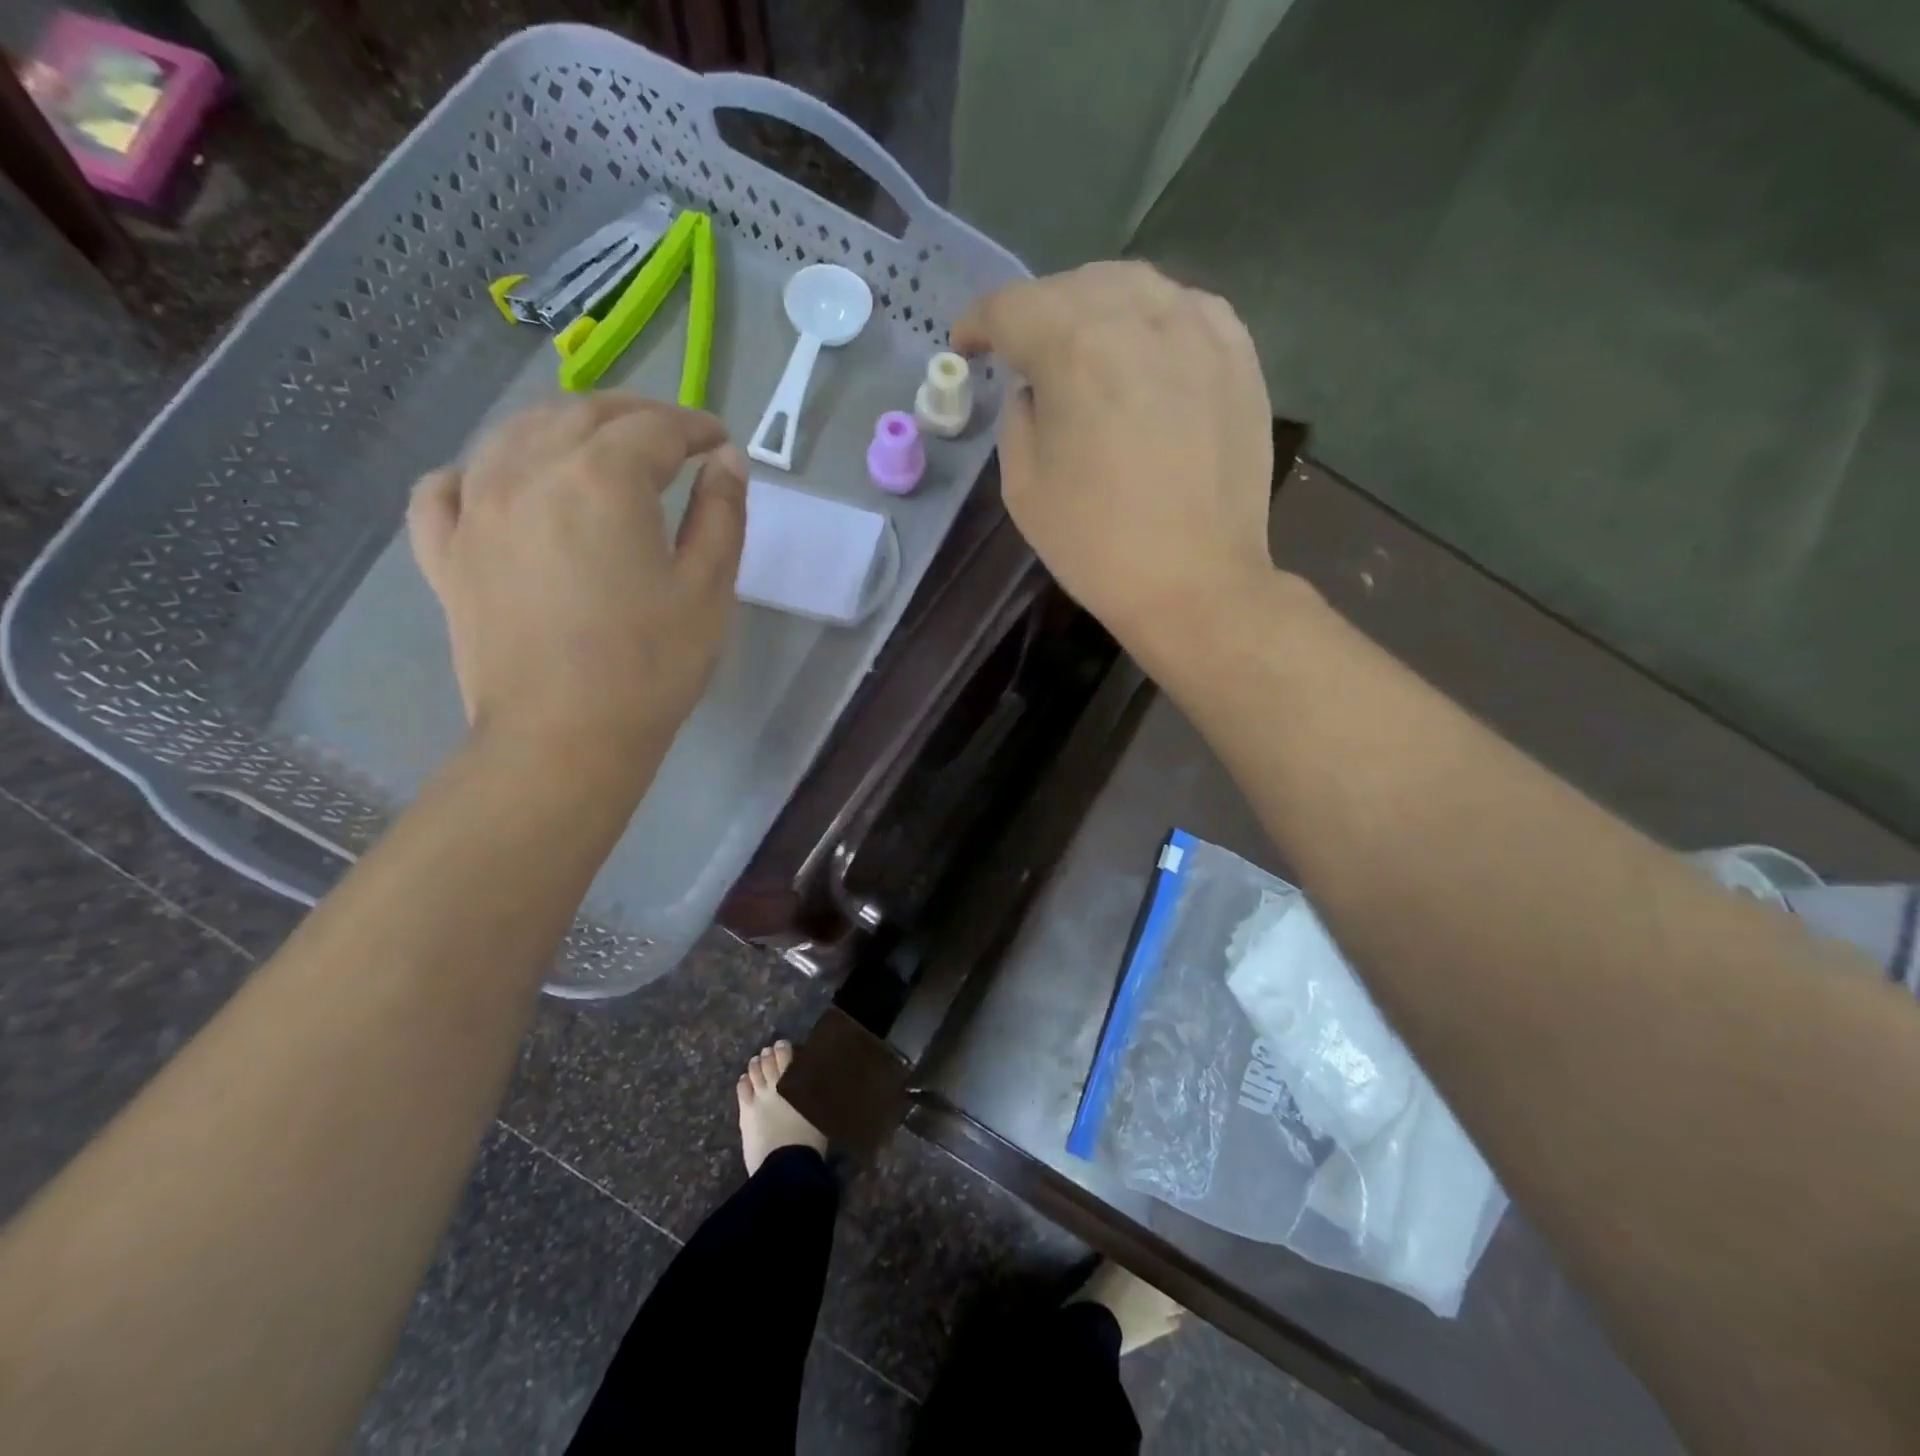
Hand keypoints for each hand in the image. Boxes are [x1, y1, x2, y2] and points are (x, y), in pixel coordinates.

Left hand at [408, 395, 746, 775]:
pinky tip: (501, 483)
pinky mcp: (446, 552)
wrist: (564, 738)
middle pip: (582, 415)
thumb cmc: (651, 664)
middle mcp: (528, 471)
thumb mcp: (709, 588)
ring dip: (564, 427)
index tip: (719, 441)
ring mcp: (475, 509)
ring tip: (597, 449)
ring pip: (514, 434)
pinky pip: (448, 487)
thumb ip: (722, 514)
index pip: (653, 429)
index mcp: (602, 478)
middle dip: (634, 416)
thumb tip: (727, 461)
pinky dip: (480, 470)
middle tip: (670, 438)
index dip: (694, 427)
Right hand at [952, 262, 1276, 665]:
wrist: (1195, 582)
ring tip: (1083, 347)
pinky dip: (1153, 319)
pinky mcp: (1239, 354)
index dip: (979, 323)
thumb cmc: (1097, 545)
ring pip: (1133, 285)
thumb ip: (1016, 418)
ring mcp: (1198, 329)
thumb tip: (1033, 388)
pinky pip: (1186, 308)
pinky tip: (1145, 352)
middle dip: (1036, 313)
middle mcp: (1138, 317)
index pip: (1011, 308)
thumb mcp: (1023, 488)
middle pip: (1072, 286)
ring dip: (1094, 307)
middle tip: (1024, 354)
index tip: (967, 346)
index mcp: (1074, 349)